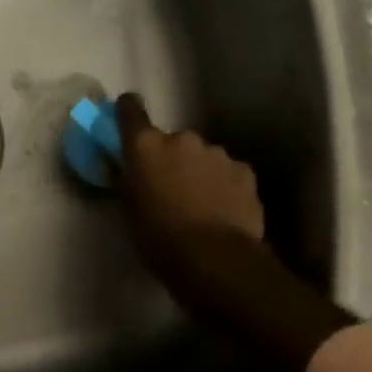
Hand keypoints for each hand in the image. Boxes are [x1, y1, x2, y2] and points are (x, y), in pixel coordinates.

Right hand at [115, 93, 265, 319]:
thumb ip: (129, 182)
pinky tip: (223, 210)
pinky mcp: (244, 171)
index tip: (127, 112)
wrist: (216, 261)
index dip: (127, 110)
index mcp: (146, 147)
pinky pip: (227, 172)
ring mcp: (217, 153)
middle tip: (169, 187)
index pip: (131, 111)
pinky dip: (223, 184)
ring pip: (202, 156)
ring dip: (198, 171)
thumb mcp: (129, 212)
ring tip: (200, 204)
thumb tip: (128, 170)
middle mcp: (182, 140)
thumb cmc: (160, 240)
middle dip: (170, 158)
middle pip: (172, 141)